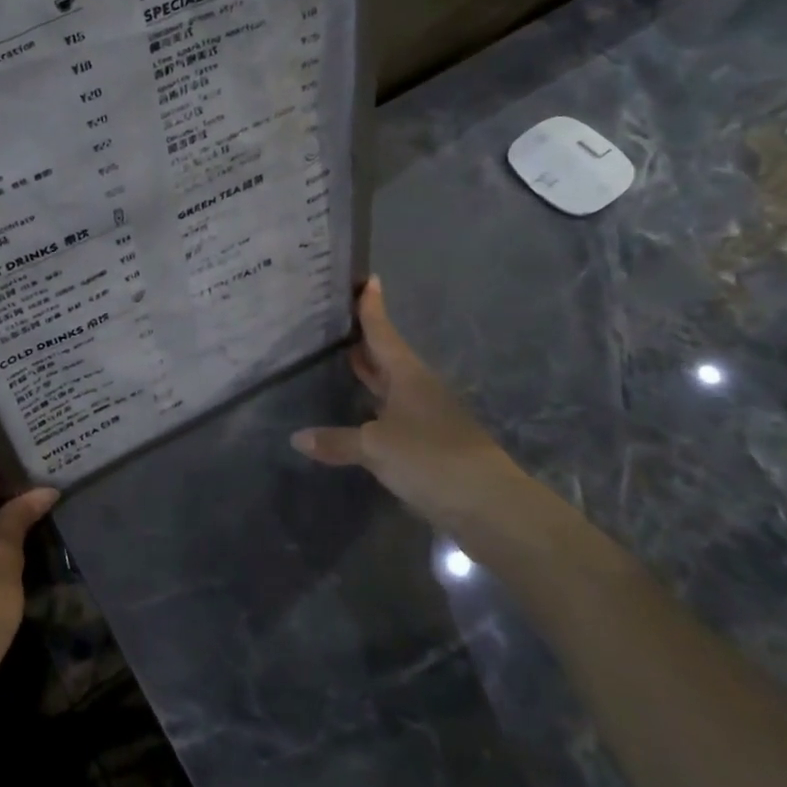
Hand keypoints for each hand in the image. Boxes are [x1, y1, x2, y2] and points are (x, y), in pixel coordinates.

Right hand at [291, 277, 528, 530]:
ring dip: (371, 373)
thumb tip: (297, 437)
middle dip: (366, 339)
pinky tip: (360, 414)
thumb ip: (337, 441)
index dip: (372, 308)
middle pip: (388, 356)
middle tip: (340, 320)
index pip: (383, 332)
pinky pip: (395, 414)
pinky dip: (376, 407)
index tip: (368, 280)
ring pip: (393, 385)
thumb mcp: (376, 447)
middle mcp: (419, 388)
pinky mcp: (432, 444)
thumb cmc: (430, 459)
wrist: (490, 506)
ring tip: (345, 358)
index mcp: (408, 375)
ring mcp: (428, 416)